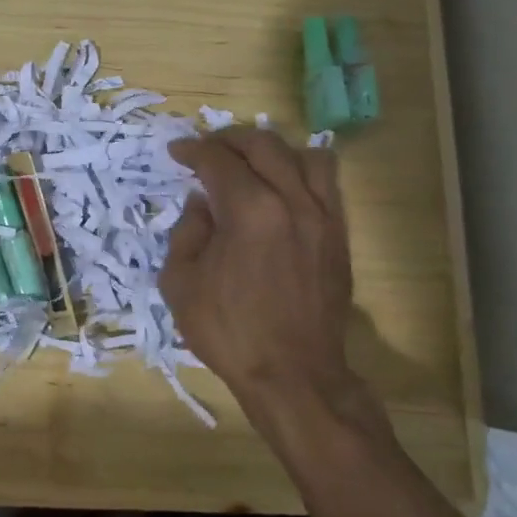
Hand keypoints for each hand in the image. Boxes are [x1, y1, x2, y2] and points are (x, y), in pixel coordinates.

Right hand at [161, 130, 391, 448]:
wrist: (293, 375)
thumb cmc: (229, 332)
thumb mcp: (181, 283)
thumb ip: (187, 231)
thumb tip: (202, 203)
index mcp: (249, 211)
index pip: (218, 160)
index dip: (193, 150)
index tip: (177, 152)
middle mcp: (292, 201)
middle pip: (263, 145)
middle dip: (229, 140)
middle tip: (208, 151)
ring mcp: (323, 217)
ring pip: (305, 155)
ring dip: (272, 151)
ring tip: (252, 164)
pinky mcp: (339, 235)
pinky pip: (328, 184)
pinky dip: (302, 172)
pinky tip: (282, 188)